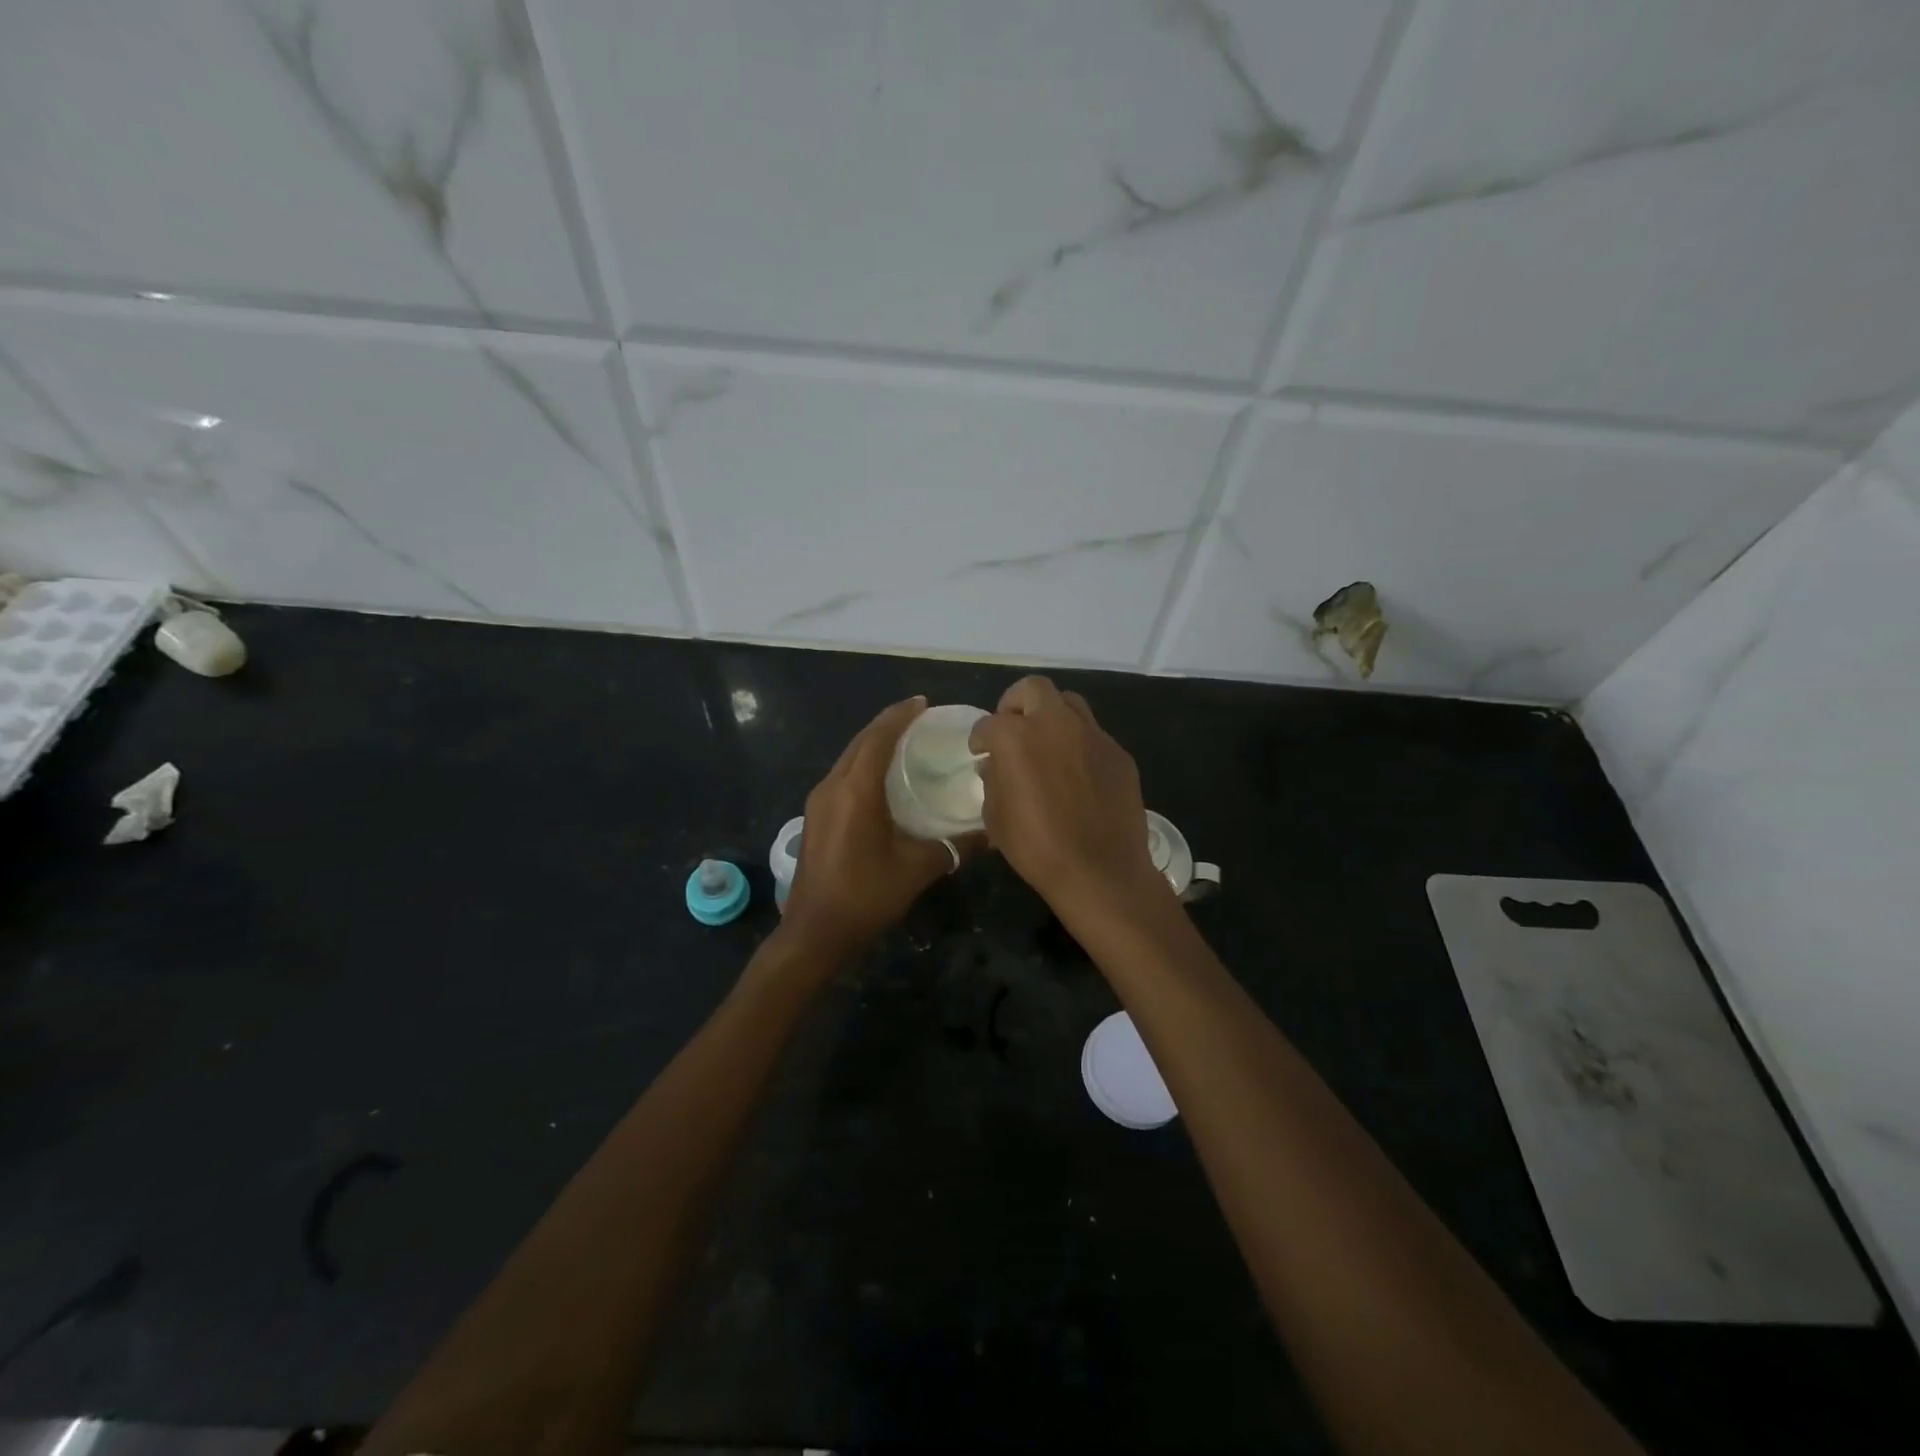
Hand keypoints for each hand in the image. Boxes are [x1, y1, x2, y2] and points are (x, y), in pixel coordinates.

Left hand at [781, 697, 982, 957]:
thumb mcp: (916, 869)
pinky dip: (863, 764)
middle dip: (888, 724)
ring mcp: (819, 801)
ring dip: (873, 744)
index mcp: (856, 791)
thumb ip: (954, 847)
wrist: (815, 931)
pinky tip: (883, 778)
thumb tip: (990, 834)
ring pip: (848, 757)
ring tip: (905, 742)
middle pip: (860, 742)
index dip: (900, 716)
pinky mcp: (816, 816)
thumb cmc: (866, 895)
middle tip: (919, 719)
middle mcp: (832, 786)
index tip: (923, 703)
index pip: (878, 737)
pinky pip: (842, 775)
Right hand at [968, 676, 1164, 917]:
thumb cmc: (1037, 848)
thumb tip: (994, 765)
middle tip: (1013, 728)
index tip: (980, 751)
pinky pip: (1093, 735)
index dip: (980, 738)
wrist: (1101, 871)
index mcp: (1017, 737)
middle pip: (1033, 689)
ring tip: (1046, 742)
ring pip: (1069, 702)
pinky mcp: (1118, 753)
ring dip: (1052, 714)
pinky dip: (1078, 743)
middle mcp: (1055, 724)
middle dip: (1016, 703)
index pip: (989, 723)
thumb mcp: (996, 818)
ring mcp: (1092, 735)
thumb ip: (992, 781)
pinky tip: (1077, 772)